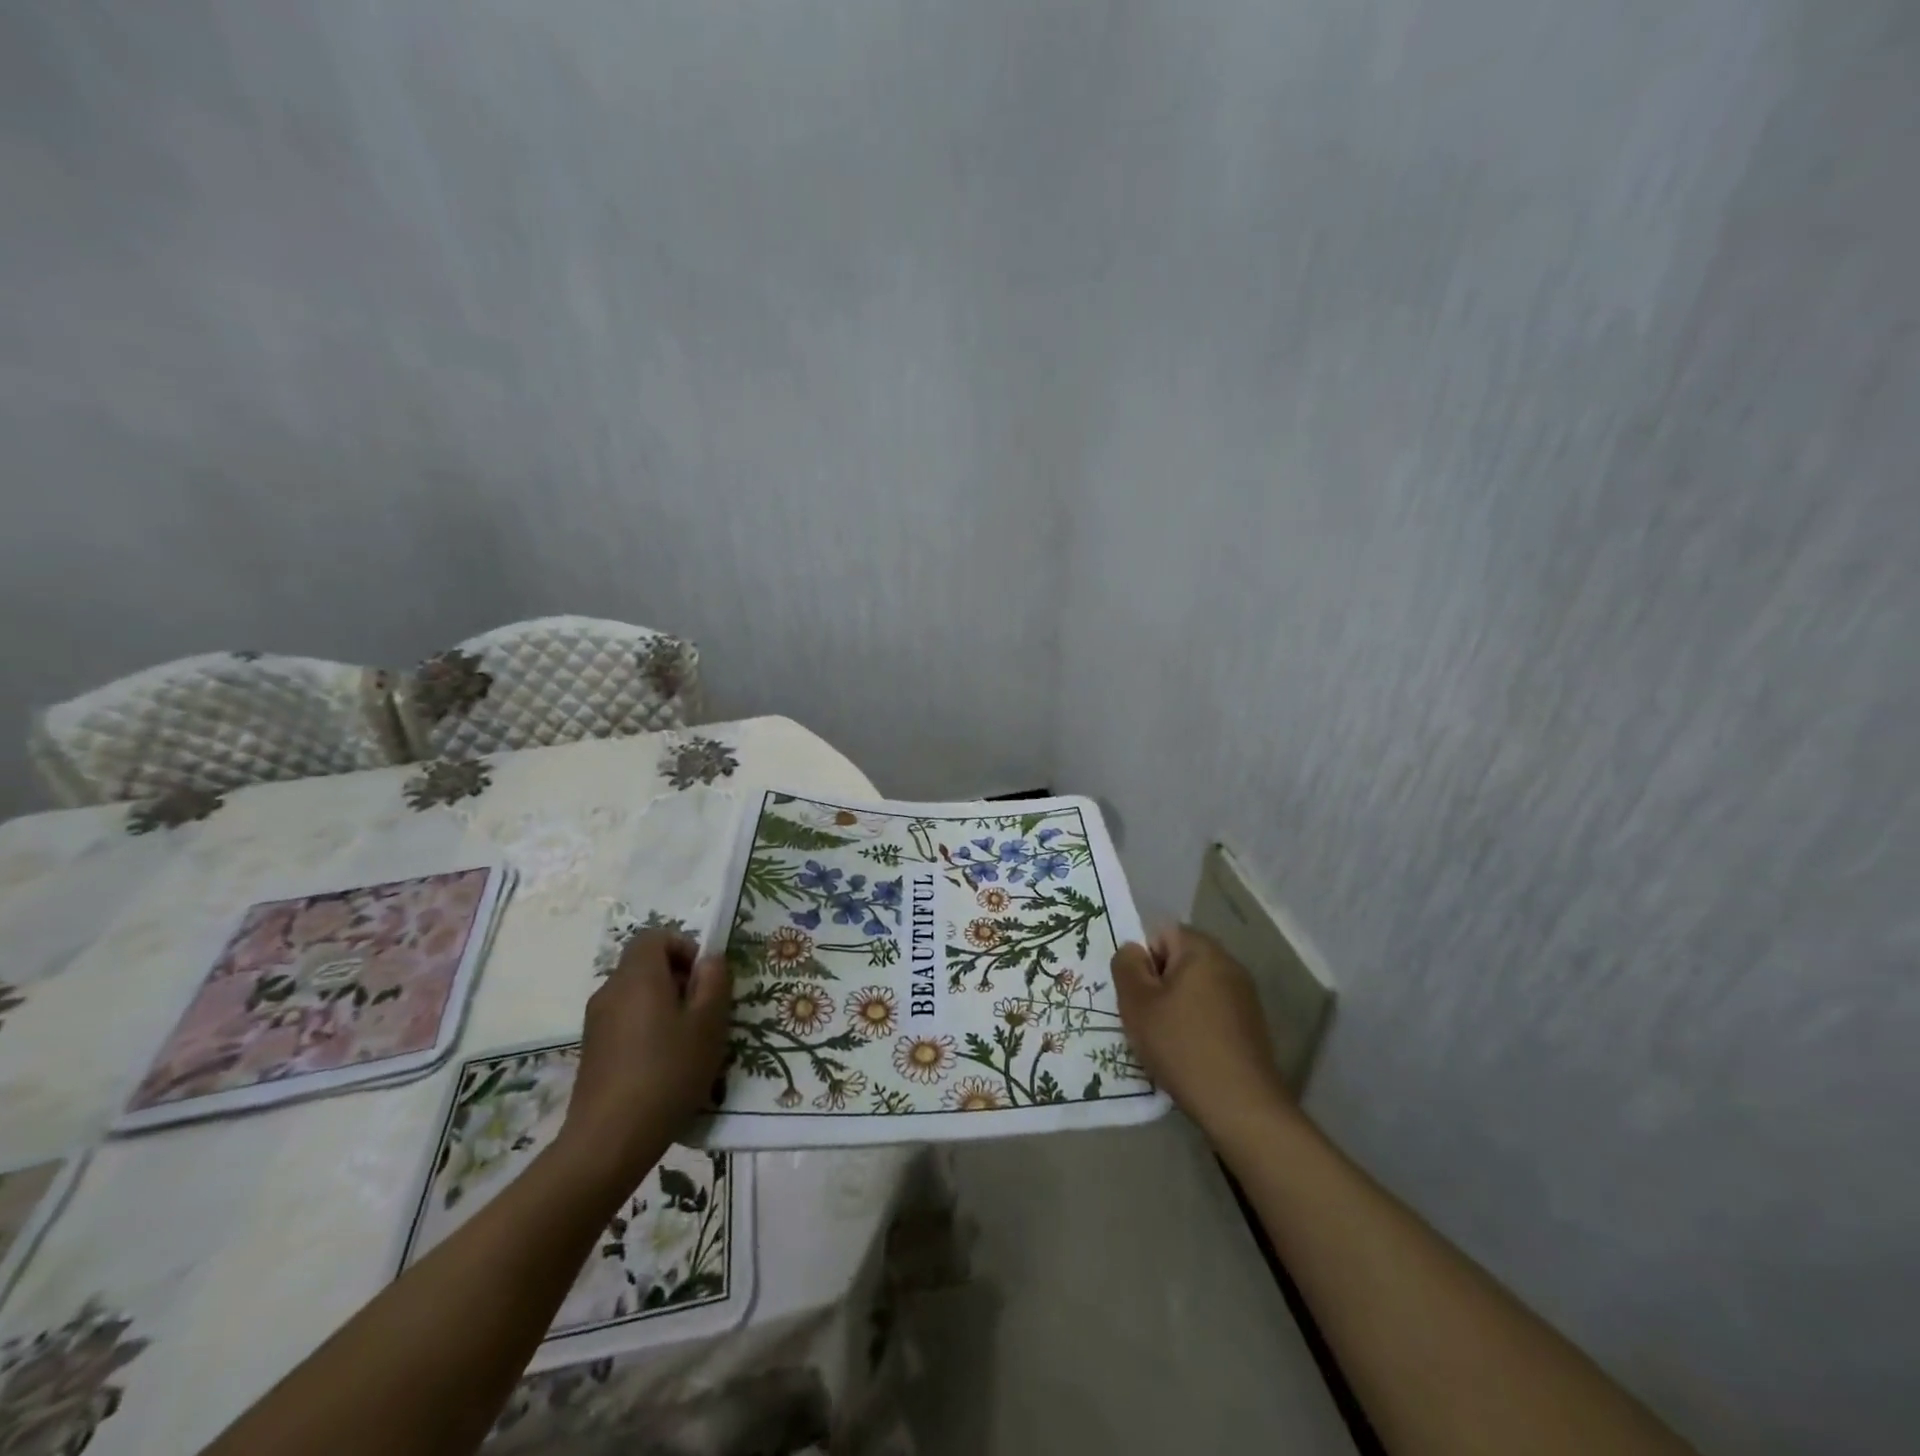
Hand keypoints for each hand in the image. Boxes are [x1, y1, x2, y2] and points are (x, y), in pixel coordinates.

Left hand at [561, 930, 730, 1178]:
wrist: (609, 1140)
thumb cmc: (668, 1072)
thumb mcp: (709, 1024)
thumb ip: (714, 982)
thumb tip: (710, 960)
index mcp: (638, 977)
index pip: (654, 936)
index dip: (683, 947)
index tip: (704, 978)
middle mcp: (611, 991)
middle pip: (645, 965)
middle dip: (678, 978)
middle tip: (704, 1011)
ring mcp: (596, 1022)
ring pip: (636, 995)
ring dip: (664, 1006)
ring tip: (688, 1042)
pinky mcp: (592, 1051)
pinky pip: (625, 1021)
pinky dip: (647, 1029)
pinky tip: (664, 1065)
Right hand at [1113, 924, 1289, 1135]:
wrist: (1240, 1104)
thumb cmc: (1181, 1045)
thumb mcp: (1137, 1003)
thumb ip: (1126, 966)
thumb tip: (1133, 951)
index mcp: (1202, 951)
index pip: (1162, 933)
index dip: (1144, 961)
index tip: (1139, 995)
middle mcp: (1229, 964)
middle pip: (1180, 960)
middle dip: (1159, 984)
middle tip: (1147, 1018)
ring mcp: (1245, 995)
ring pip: (1196, 987)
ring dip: (1177, 1006)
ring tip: (1167, 1040)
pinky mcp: (1252, 1025)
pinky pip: (1213, 1011)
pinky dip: (1197, 1024)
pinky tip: (1190, 1054)